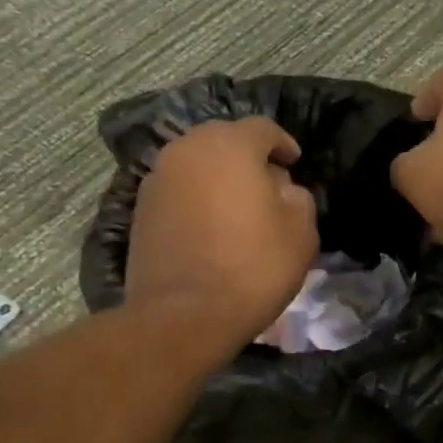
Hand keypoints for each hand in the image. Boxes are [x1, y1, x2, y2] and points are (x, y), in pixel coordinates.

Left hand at [126, 117, 317, 344]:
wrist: (186, 313)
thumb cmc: (253, 267)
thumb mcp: (301, 232)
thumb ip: (298, 197)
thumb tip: (282, 188)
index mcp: (230, 146)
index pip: (262, 128)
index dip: (283, 143)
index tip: (295, 163)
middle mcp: (187, 150)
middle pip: (223, 140)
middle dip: (248, 157)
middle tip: (268, 184)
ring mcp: (157, 178)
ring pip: (197, 164)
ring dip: (220, 178)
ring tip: (239, 207)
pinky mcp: (141, 209)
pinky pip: (179, 190)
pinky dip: (198, 198)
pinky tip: (213, 227)